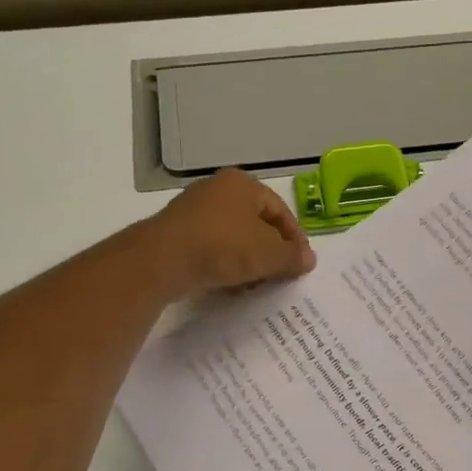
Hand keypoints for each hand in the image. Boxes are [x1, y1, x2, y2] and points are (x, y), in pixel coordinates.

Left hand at [150, 168, 315, 296]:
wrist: (162, 260)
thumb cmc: (224, 246)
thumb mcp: (268, 254)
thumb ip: (292, 256)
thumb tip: (309, 260)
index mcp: (242, 184)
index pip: (280, 210)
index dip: (294, 238)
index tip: (301, 263)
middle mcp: (217, 190)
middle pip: (255, 223)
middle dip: (269, 251)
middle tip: (279, 275)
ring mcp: (193, 210)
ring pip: (232, 237)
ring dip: (247, 261)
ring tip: (254, 285)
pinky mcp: (176, 233)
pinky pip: (210, 248)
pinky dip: (223, 264)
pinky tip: (228, 285)